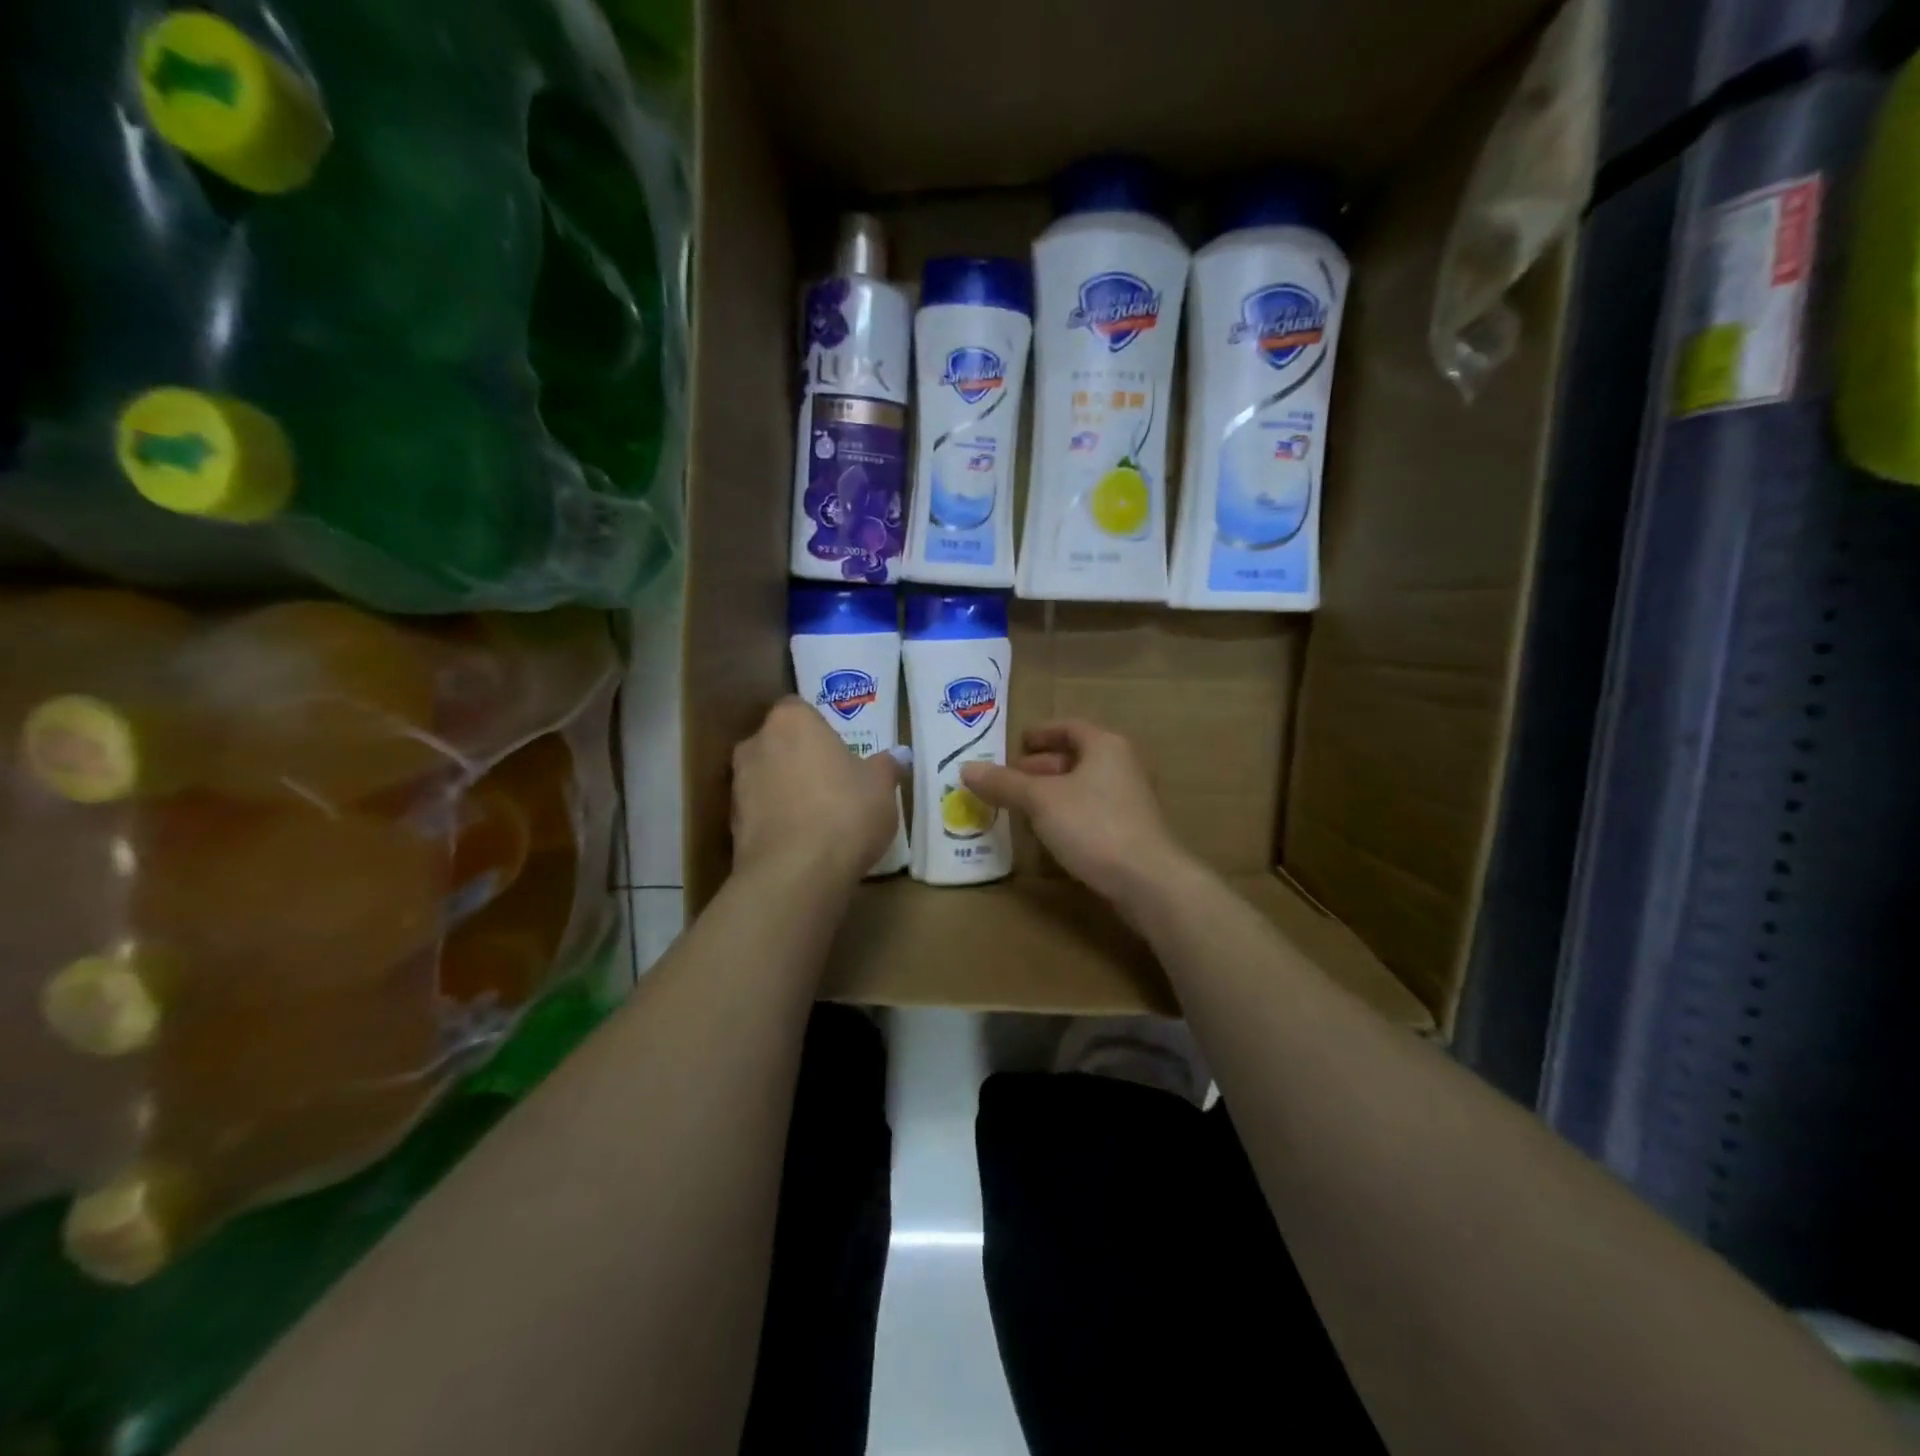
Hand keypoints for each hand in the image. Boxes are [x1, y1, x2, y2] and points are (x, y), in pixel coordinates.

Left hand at [731, 697, 903, 888]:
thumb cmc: (845, 811)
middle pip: (779, 743)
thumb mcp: (881, 787)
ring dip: (787, 790)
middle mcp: (757, 744)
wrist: (795, 872)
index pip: (799, 709)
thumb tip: (899, 755)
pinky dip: (777, 820)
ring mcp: (739, 786)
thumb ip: (887, 766)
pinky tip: (803, 841)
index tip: (838, 748)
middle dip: (800, 757)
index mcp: (792, 721)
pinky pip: (760, 812)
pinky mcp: (732, 825)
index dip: (818, 727)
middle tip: (832, 780)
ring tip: (819, 816)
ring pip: (767, 778)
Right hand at [961, 721, 1189, 904]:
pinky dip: (1066, 814)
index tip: (1015, 744)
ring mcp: (1129, 799)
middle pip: (1075, 757)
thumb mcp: (1040, 800)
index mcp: (1104, 746)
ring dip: (1052, 793)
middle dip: (1040, 766)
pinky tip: (1047, 832)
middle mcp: (1121, 765)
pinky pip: (1091, 811)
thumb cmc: (1093, 825)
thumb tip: (966, 768)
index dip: (1040, 733)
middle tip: (1010, 778)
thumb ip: (1004, 783)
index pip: (1068, 727)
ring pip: (1082, 786)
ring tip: (1021, 806)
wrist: (1147, 880)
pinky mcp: (1130, 830)